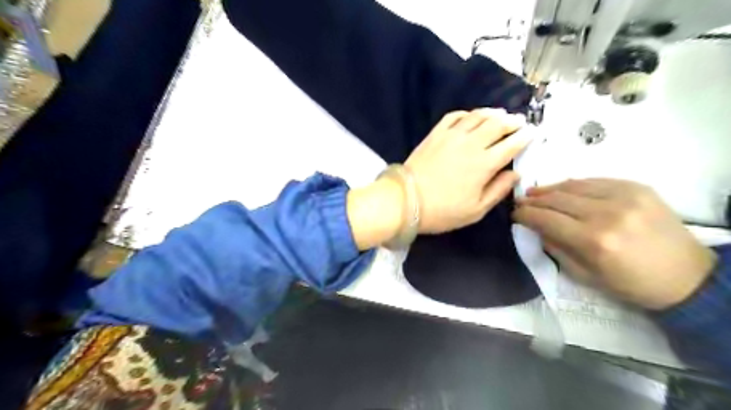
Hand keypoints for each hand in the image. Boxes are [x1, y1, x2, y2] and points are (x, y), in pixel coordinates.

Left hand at [348, 109, 532, 249]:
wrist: (406, 200)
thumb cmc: (443, 211)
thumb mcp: (476, 210)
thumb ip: (499, 190)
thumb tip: (516, 173)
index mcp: (485, 164)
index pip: (511, 144)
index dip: (525, 137)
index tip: (533, 133)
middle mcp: (471, 144)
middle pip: (497, 124)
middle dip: (512, 121)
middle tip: (520, 121)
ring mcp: (451, 136)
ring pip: (477, 116)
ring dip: (492, 113)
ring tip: (500, 114)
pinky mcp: (435, 134)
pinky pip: (454, 116)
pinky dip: (467, 113)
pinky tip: (471, 116)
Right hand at [510, 178, 716, 309]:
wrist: (687, 277)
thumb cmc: (631, 284)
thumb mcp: (584, 275)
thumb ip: (556, 248)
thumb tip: (536, 228)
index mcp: (594, 240)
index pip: (547, 219)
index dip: (526, 214)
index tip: (514, 214)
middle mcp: (607, 213)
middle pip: (557, 199)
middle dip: (534, 200)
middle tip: (520, 201)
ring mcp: (625, 197)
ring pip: (574, 185)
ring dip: (550, 189)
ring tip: (534, 192)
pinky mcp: (637, 188)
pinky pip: (595, 181)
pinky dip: (574, 184)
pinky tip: (562, 189)